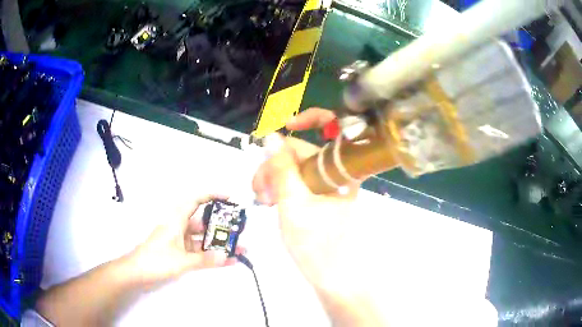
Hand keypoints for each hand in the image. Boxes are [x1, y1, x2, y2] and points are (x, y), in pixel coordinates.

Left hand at [124, 195, 243, 286]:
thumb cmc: (156, 260)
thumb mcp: (182, 260)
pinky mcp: (179, 252)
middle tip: (240, 230)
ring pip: (202, 238)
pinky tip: (224, 260)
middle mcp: (179, 227)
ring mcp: (179, 241)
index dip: (212, 196)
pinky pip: (198, 251)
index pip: (196, 201)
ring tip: (238, 248)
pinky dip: (209, 255)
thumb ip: (205, 259)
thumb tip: (227, 256)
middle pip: (203, 222)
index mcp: (177, 220)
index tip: (229, 198)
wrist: (136, 273)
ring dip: (218, 244)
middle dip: (221, 226)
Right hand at [252, 108, 360, 297]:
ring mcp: (329, 186)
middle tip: (259, 189)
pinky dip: (281, 187)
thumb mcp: (293, 204)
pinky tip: (270, 200)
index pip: (333, 129)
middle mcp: (337, 173)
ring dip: (274, 177)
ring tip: (262, 199)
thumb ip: (281, 169)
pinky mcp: (321, 197)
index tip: (287, 126)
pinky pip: (298, 181)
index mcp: (342, 171)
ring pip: (296, 167)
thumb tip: (271, 138)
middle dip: (276, 164)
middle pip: (303, 151)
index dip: (311, 118)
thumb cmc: (316, 245)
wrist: (330, 276)